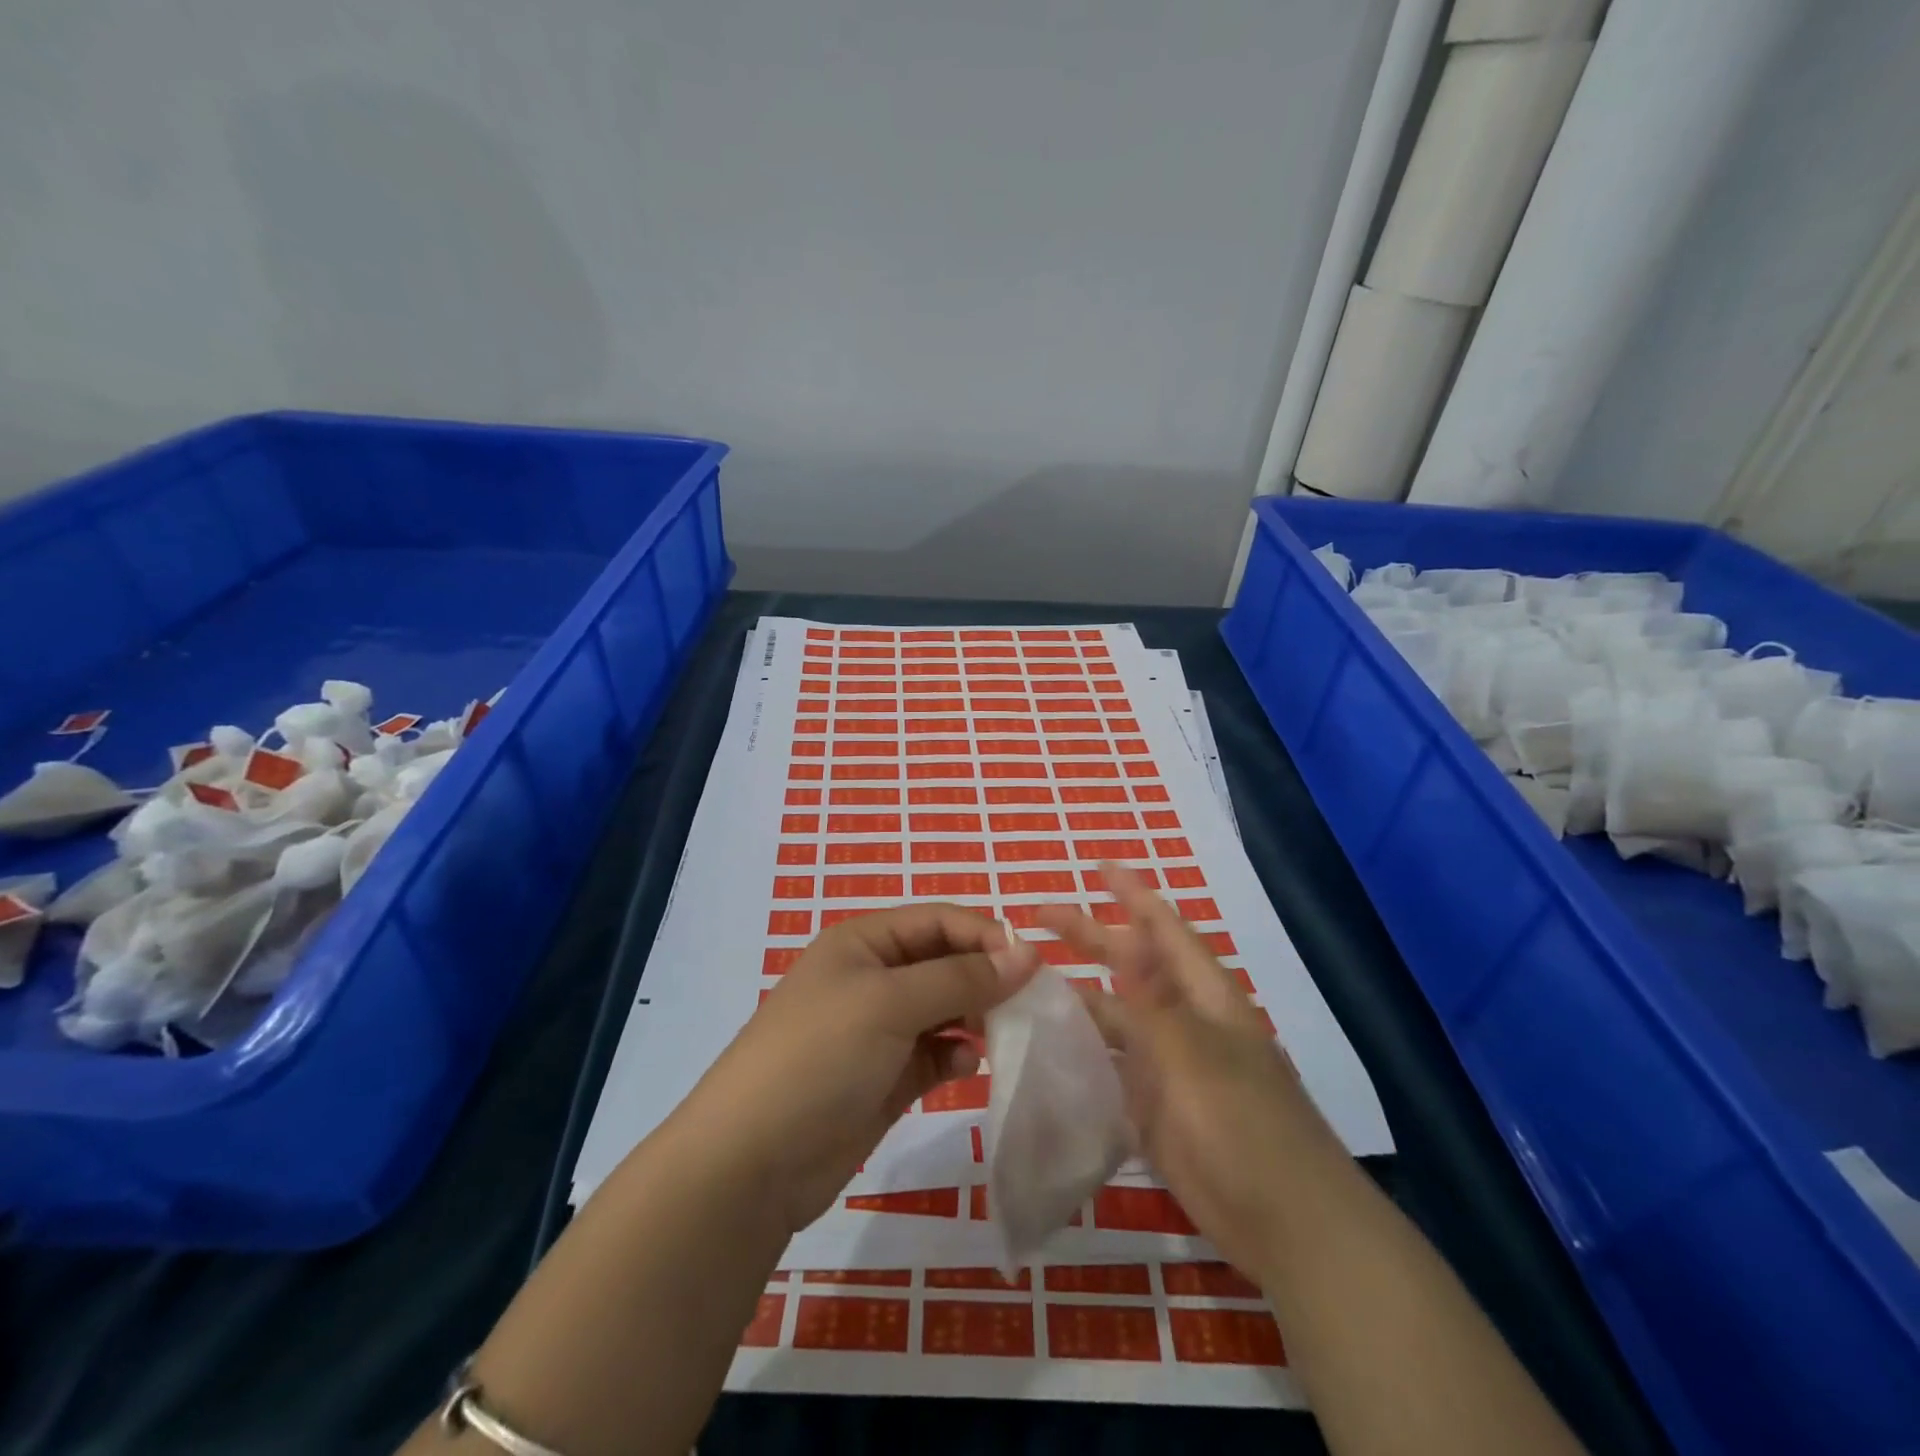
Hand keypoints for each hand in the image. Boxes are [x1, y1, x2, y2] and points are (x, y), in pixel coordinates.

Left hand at [677, 903, 1038, 1234]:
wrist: (752, 1163)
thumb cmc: (819, 1057)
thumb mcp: (890, 1003)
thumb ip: (961, 977)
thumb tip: (1027, 952)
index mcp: (864, 942)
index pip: (938, 920)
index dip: (985, 935)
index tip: (1032, 965)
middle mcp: (872, 977)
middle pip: (945, 963)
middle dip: (986, 978)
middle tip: (1030, 1004)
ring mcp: (878, 1030)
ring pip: (945, 1009)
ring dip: (976, 1018)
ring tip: (1006, 1035)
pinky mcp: (886, 1077)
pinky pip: (935, 1054)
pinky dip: (956, 1056)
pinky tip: (965, 1068)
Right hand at [1037, 863, 1341, 1282]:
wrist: (1284, 1221)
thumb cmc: (1243, 1125)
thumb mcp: (1194, 1055)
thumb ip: (1155, 1003)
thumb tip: (1131, 945)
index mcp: (1205, 997)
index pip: (1165, 929)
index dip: (1134, 894)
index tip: (1099, 867)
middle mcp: (1186, 1022)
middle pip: (1133, 966)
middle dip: (1091, 937)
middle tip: (1038, 916)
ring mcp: (1170, 1066)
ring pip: (1118, 1017)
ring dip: (1080, 996)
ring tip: (1030, 978)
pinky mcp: (1156, 1107)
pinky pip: (1113, 1066)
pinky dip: (1085, 1050)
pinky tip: (1050, 1044)